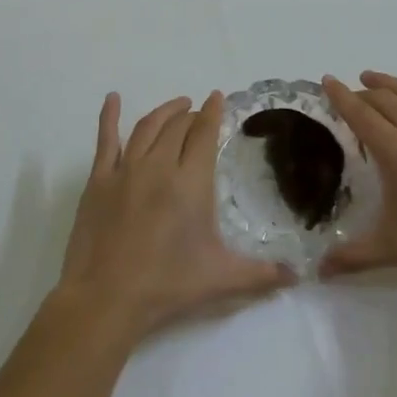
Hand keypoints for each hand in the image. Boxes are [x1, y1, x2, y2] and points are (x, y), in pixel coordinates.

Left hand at [57, 91, 293, 340]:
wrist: (106, 298)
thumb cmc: (167, 285)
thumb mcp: (221, 278)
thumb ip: (261, 274)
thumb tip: (297, 276)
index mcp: (191, 182)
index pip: (204, 133)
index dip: (213, 112)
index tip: (218, 98)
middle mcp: (160, 166)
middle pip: (178, 126)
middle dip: (192, 114)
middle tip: (200, 113)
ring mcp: (126, 170)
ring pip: (147, 127)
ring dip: (165, 111)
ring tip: (177, 105)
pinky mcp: (99, 181)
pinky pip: (105, 140)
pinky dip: (109, 116)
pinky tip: (113, 99)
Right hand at [322, 70, 396, 274]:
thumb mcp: (396, 248)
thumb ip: (354, 257)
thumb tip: (320, 272)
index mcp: (396, 151)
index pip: (360, 115)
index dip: (341, 97)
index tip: (327, 80)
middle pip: (384, 100)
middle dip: (363, 93)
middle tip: (350, 93)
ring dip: (390, 83)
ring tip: (373, 77)